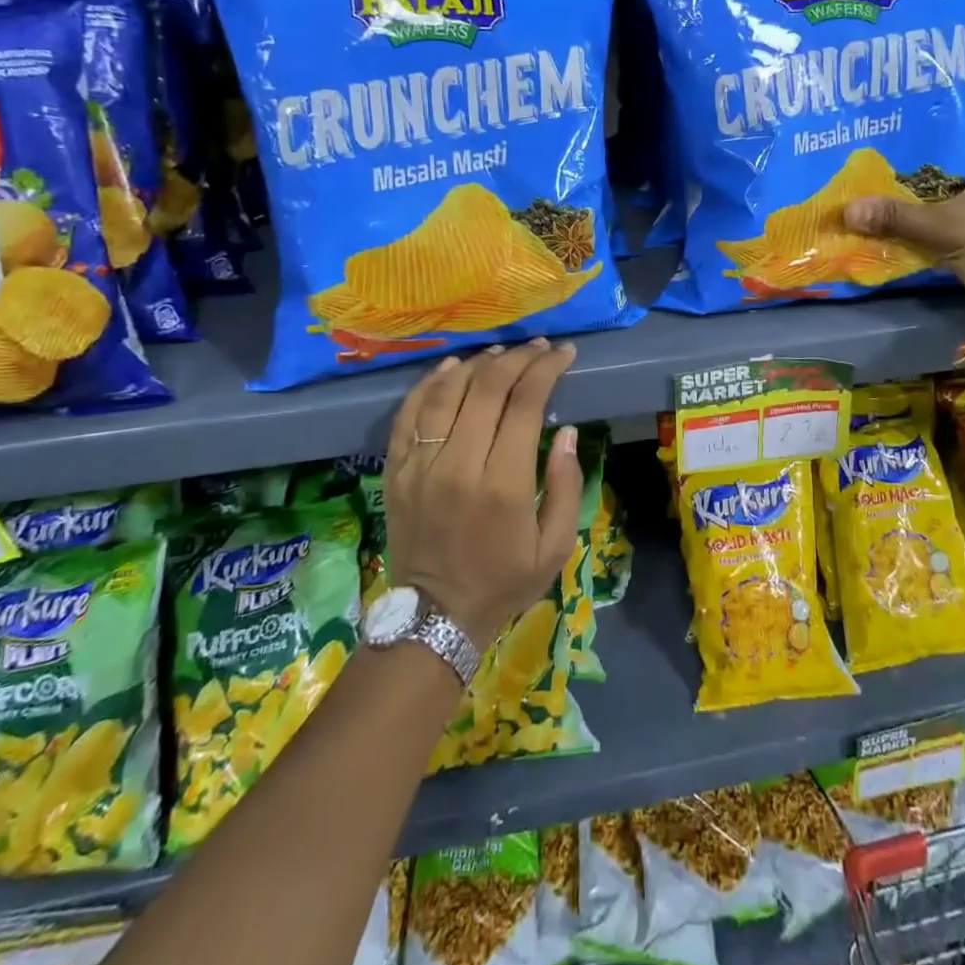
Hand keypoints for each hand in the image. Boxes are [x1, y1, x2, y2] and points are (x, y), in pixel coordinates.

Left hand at [382, 338, 582, 650]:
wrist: (435, 617)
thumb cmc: (504, 581)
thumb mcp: (555, 546)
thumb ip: (567, 486)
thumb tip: (568, 432)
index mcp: (503, 484)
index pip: (525, 403)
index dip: (546, 370)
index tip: (563, 353)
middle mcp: (459, 465)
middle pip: (487, 387)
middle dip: (518, 358)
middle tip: (539, 347)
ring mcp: (421, 465)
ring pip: (446, 392)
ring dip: (477, 363)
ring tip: (500, 352)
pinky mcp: (396, 470)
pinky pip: (409, 413)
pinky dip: (430, 383)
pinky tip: (451, 368)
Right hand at [843, 71, 964, 336]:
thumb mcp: (949, 229)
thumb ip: (898, 217)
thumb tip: (847, 209)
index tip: (932, 57)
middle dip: (938, 110)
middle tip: (895, 100)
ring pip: (964, 158)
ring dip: (933, 152)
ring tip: (892, 138)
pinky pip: (959, 190)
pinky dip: (934, 186)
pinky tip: (903, 187)